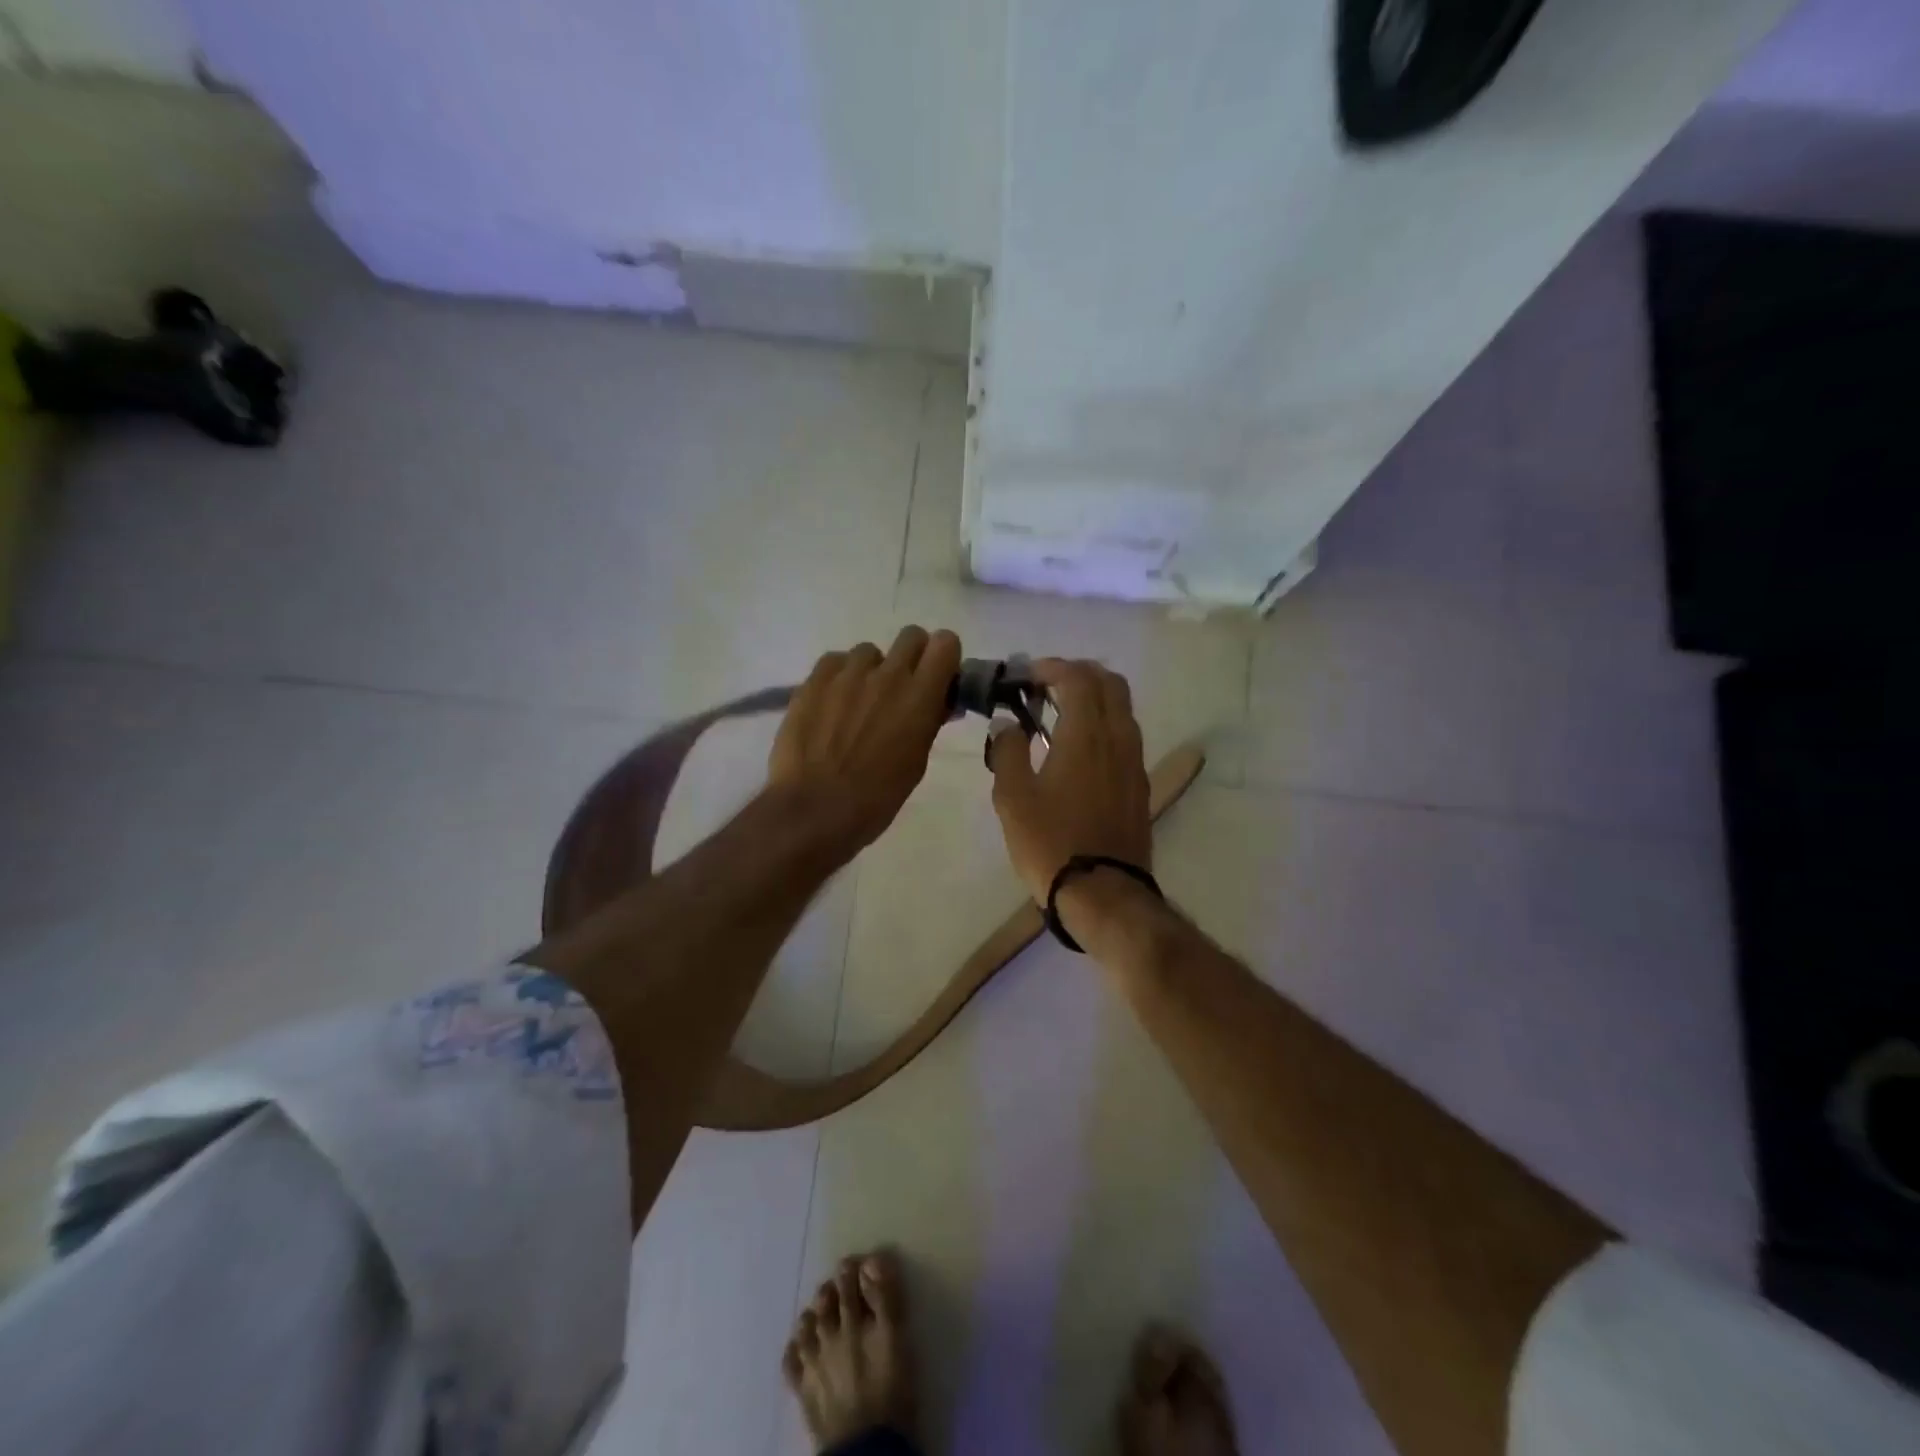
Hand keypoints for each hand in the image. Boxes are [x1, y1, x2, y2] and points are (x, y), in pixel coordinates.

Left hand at [767, 626, 961, 860]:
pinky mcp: (814, 679)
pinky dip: (839, 677)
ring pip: (868, 652)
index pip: (945, 643)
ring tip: (857, 703)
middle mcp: (887, 675)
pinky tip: (831, 705)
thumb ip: (928, 723)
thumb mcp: (916, 762)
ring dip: (870, 671)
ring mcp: (847, 674)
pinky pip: (835, 661)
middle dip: (911, 656)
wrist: (815, 808)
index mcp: (920, 697)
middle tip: (900, 687)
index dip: (943, 657)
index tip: (938, 677)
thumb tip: (937, 703)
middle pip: (910, 636)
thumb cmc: (877, 797)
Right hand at [987, 658, 1151, 904]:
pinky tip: (1078, 749)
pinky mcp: (1139, 784)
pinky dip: (1103, 724)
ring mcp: (1134, 762)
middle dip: (1078, 674)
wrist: (1102, 893)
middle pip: (1110, 683)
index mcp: (1086, 734)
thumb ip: (1008, 751)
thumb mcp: (1013, 797)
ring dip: (1093, 698)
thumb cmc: (1050, 842)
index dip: (1051, 667)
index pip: (1078, 678)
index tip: (1026, 676)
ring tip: (1059, 716)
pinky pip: (1125, 735)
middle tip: (1045, 687)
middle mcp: (1118, 738)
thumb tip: (1008, 724)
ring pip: (1122, 709)